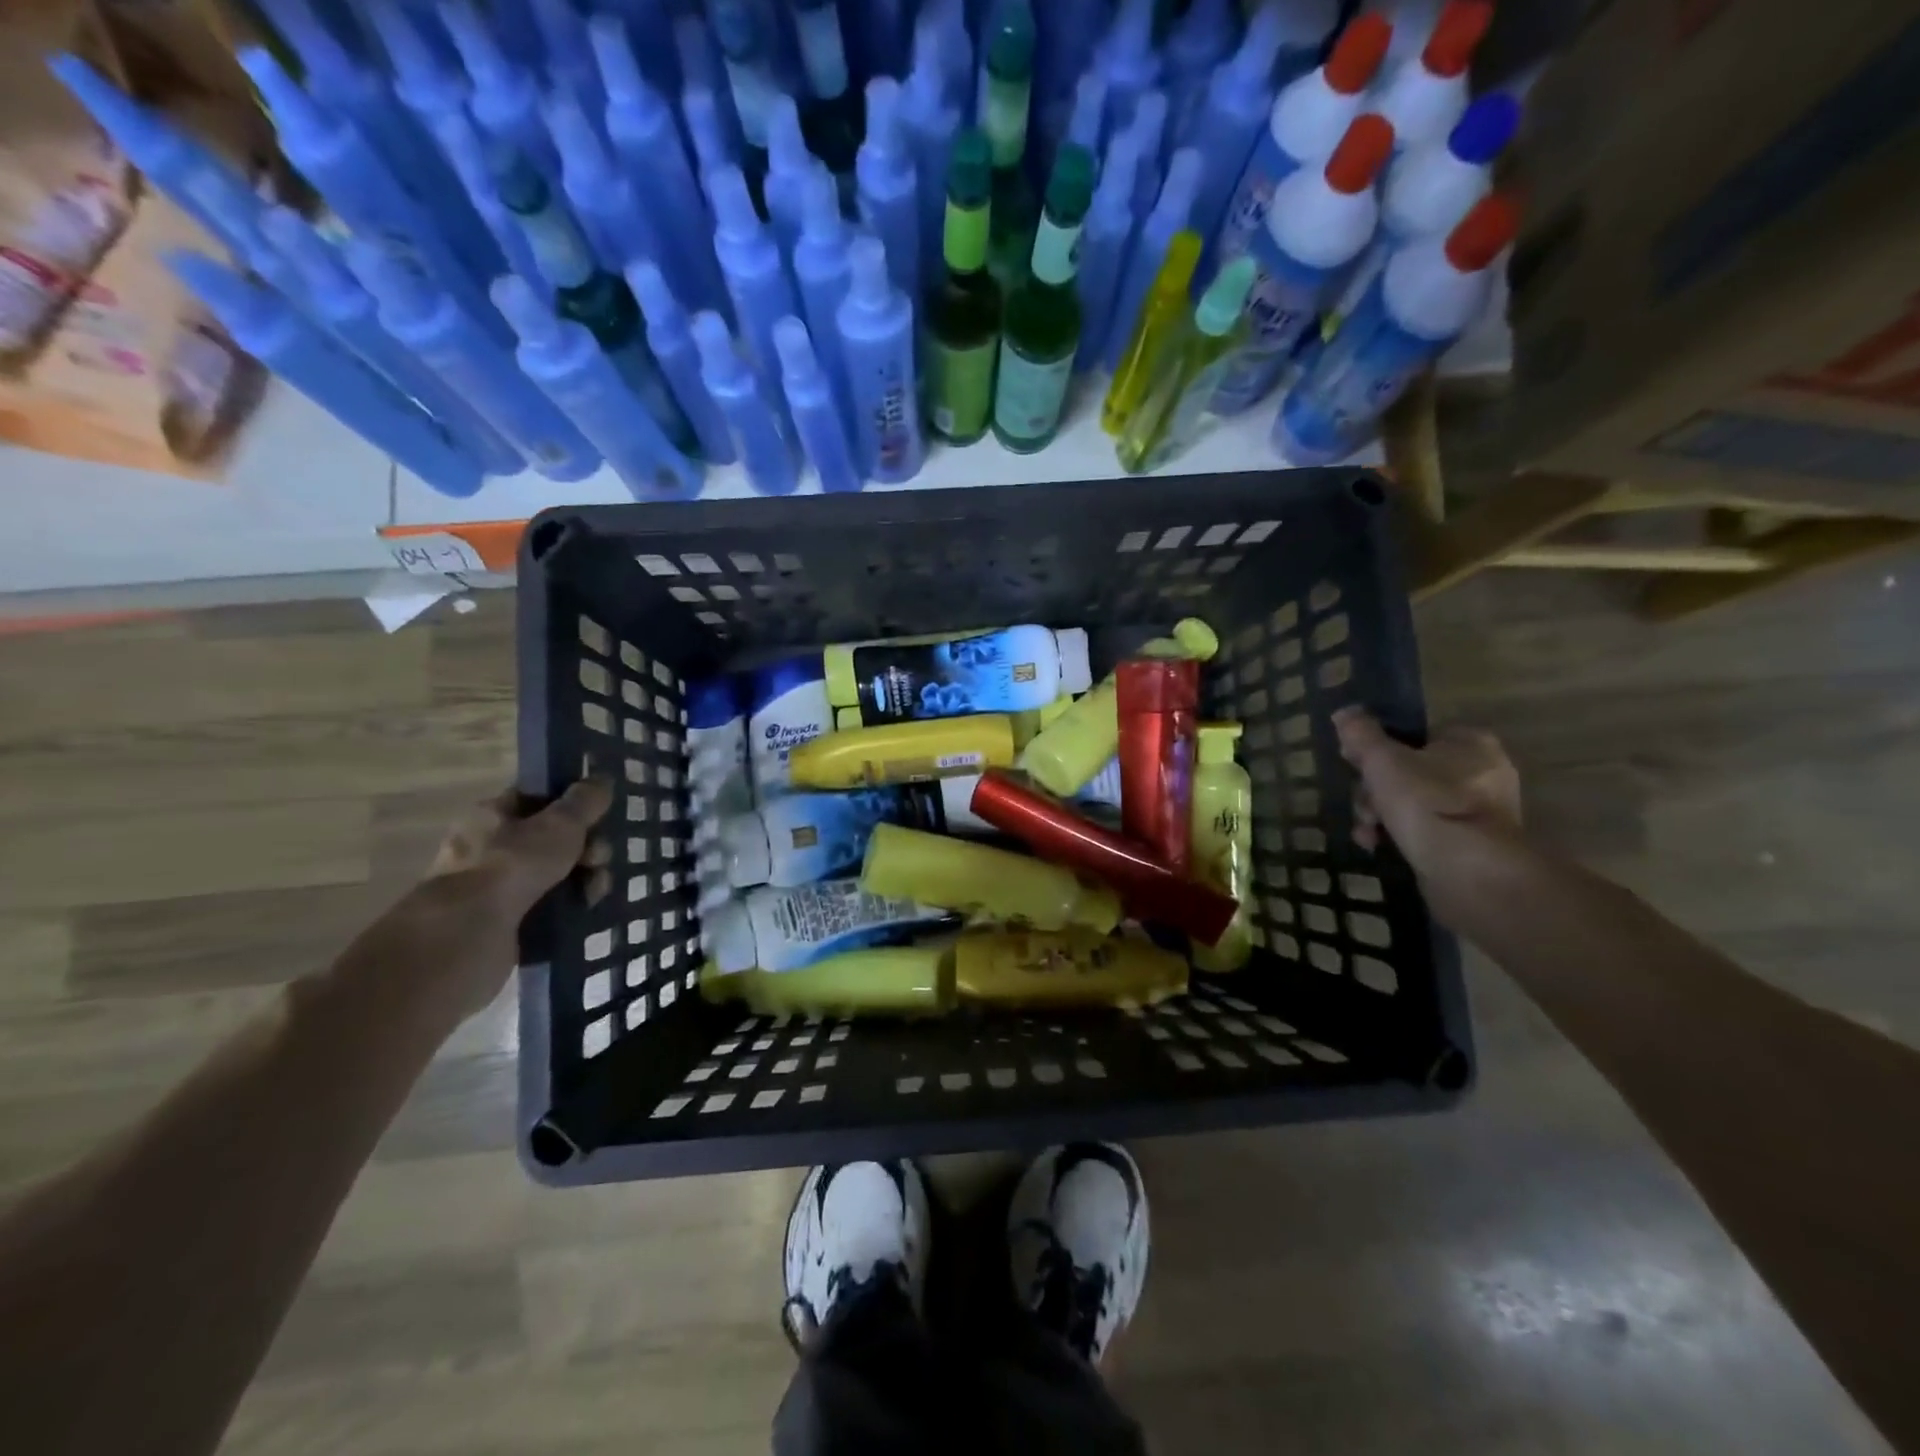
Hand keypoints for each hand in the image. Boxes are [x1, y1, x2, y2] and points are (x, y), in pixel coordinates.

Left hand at [399, 779, 614, 1015]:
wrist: (465, 937)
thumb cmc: (510, 867)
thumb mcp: (558, 825)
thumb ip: (584, 801)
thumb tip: (601, 780)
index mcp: (492, 816)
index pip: (539, 798)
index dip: (573, 804)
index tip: (601, 815)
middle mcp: (490, 848)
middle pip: (554, 838)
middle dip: (587, 847)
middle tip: (598, 859)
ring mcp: (497, 888)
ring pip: (557, 873)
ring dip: (584, 878)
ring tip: (595, 892)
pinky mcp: (507, 922)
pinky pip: (550, 906)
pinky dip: (571, 906)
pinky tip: (586, 910)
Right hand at [1333, 708, 1520, 923]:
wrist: (1467, 870)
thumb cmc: (1426, 802)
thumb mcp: (1382, 759)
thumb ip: (1361, 733)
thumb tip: (1345, 711)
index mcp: (1469, 741)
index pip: (1414, 735)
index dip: (1379, 750)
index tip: (1356, 767)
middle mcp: (1483, 771)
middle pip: (1408, 771)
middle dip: (1374, 791)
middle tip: (1364, 807)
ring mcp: (1479, 811)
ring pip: (1411, 803)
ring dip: (1380, 815)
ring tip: (1367, 832)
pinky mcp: (1472, 844)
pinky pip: (1425, 830)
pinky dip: (1399, 836)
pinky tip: (1378, 846)